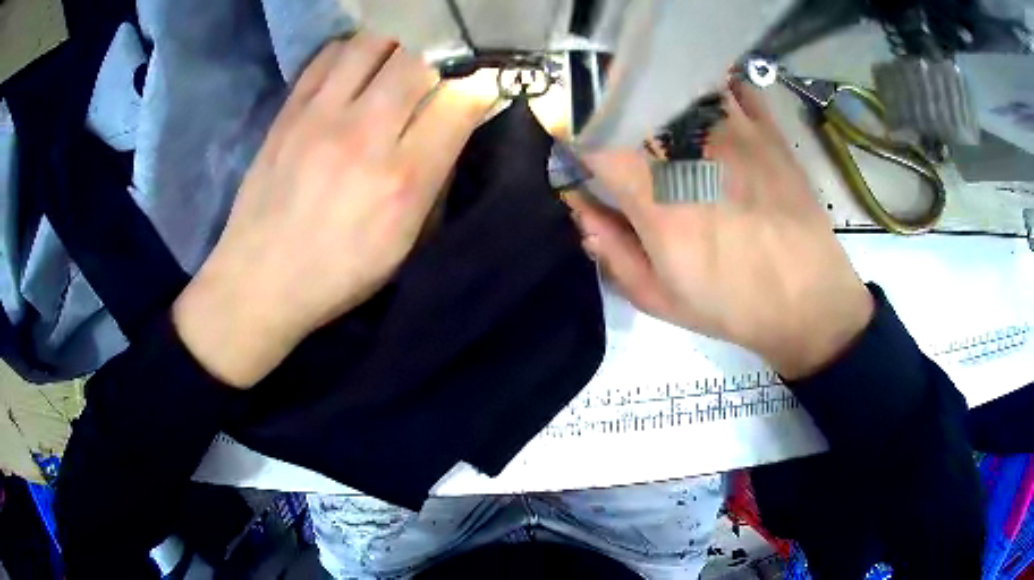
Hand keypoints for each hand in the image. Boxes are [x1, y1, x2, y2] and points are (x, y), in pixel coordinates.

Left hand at [173, 33, 492, 387]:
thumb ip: (434, 181)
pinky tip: (354, 68)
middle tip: (432, 76)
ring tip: (394, 64)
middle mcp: (365, 135)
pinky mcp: (289, 111)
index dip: (477, 89)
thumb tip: (450, 129)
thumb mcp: (403, 245)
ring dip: (393, 47)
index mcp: (403, 180)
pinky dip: (350, 51)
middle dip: (437, 60)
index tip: (475, 92)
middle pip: (417, 60)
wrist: (260, 279)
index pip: (459, 102)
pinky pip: (328, 55)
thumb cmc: (338, 272)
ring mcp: (321, 117)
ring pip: (372, 43)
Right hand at [567, 82, 873, 379]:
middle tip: (620, 133)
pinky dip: (712, 90)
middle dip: (613, 110)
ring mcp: (733, 130)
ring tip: (666, 118)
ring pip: (680, 84)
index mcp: (656, 196)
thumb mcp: (660, 297)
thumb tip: (582, 207)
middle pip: (632, 99)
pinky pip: (730, 86)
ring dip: (662, 95)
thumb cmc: (732, 304)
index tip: (579, 149)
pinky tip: (710, 109)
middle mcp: (691, 150)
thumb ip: (612, 250)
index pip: (594, 138)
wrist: (808, 300)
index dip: (576, 138)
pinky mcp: (766, 129)